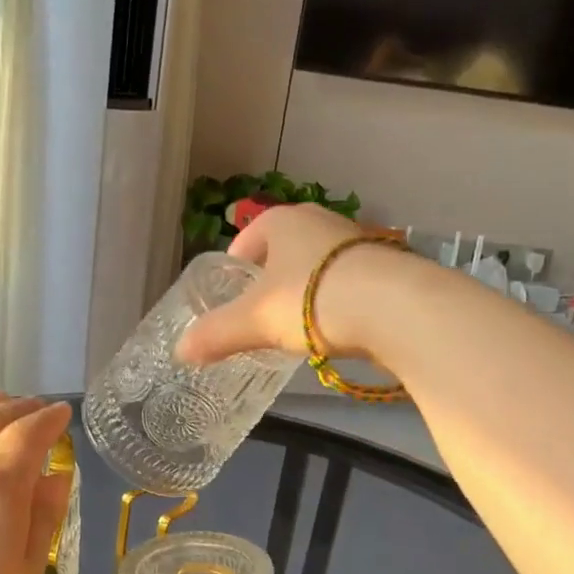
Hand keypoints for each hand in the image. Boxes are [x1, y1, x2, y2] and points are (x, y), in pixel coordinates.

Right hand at [178, 204, 414, 364]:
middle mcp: (319, 221)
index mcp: (282, 222)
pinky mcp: (385, 265)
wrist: (392, 307)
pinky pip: (348, 280)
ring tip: (300, 323)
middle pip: (285, 249)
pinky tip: (337, 326)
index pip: (249, 238)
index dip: (237, 264)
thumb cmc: (310, 300)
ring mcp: (356, 240)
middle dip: (273, 278)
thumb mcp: (255, 321)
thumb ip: (216, 334)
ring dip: (307, 288)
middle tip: (264, 312)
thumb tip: (180, 352)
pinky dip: (337, 298)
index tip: (234, 291)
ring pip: (318, 264)